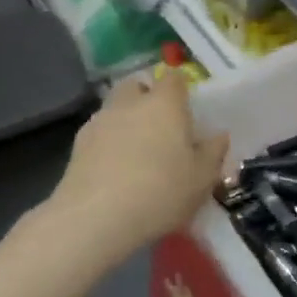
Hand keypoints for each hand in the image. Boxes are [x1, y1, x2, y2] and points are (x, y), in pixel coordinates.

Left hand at [49, 73, 227, 266]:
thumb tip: (219, 135)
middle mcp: (130, 103)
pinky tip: (114, 170)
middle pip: (137, 85)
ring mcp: (99, 121)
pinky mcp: (77, 145)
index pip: (173, 78)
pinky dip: (107, 143)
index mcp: (165, 103)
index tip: (186, 109)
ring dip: (125, 121)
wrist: (95, 218)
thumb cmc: (160, 191)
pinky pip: (98, 133)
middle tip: (159, 126)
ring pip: (115, 108)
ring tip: (135, 152)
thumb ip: (213, 152)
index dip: (180, 89)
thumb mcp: (202, 178)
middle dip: (146, 97)